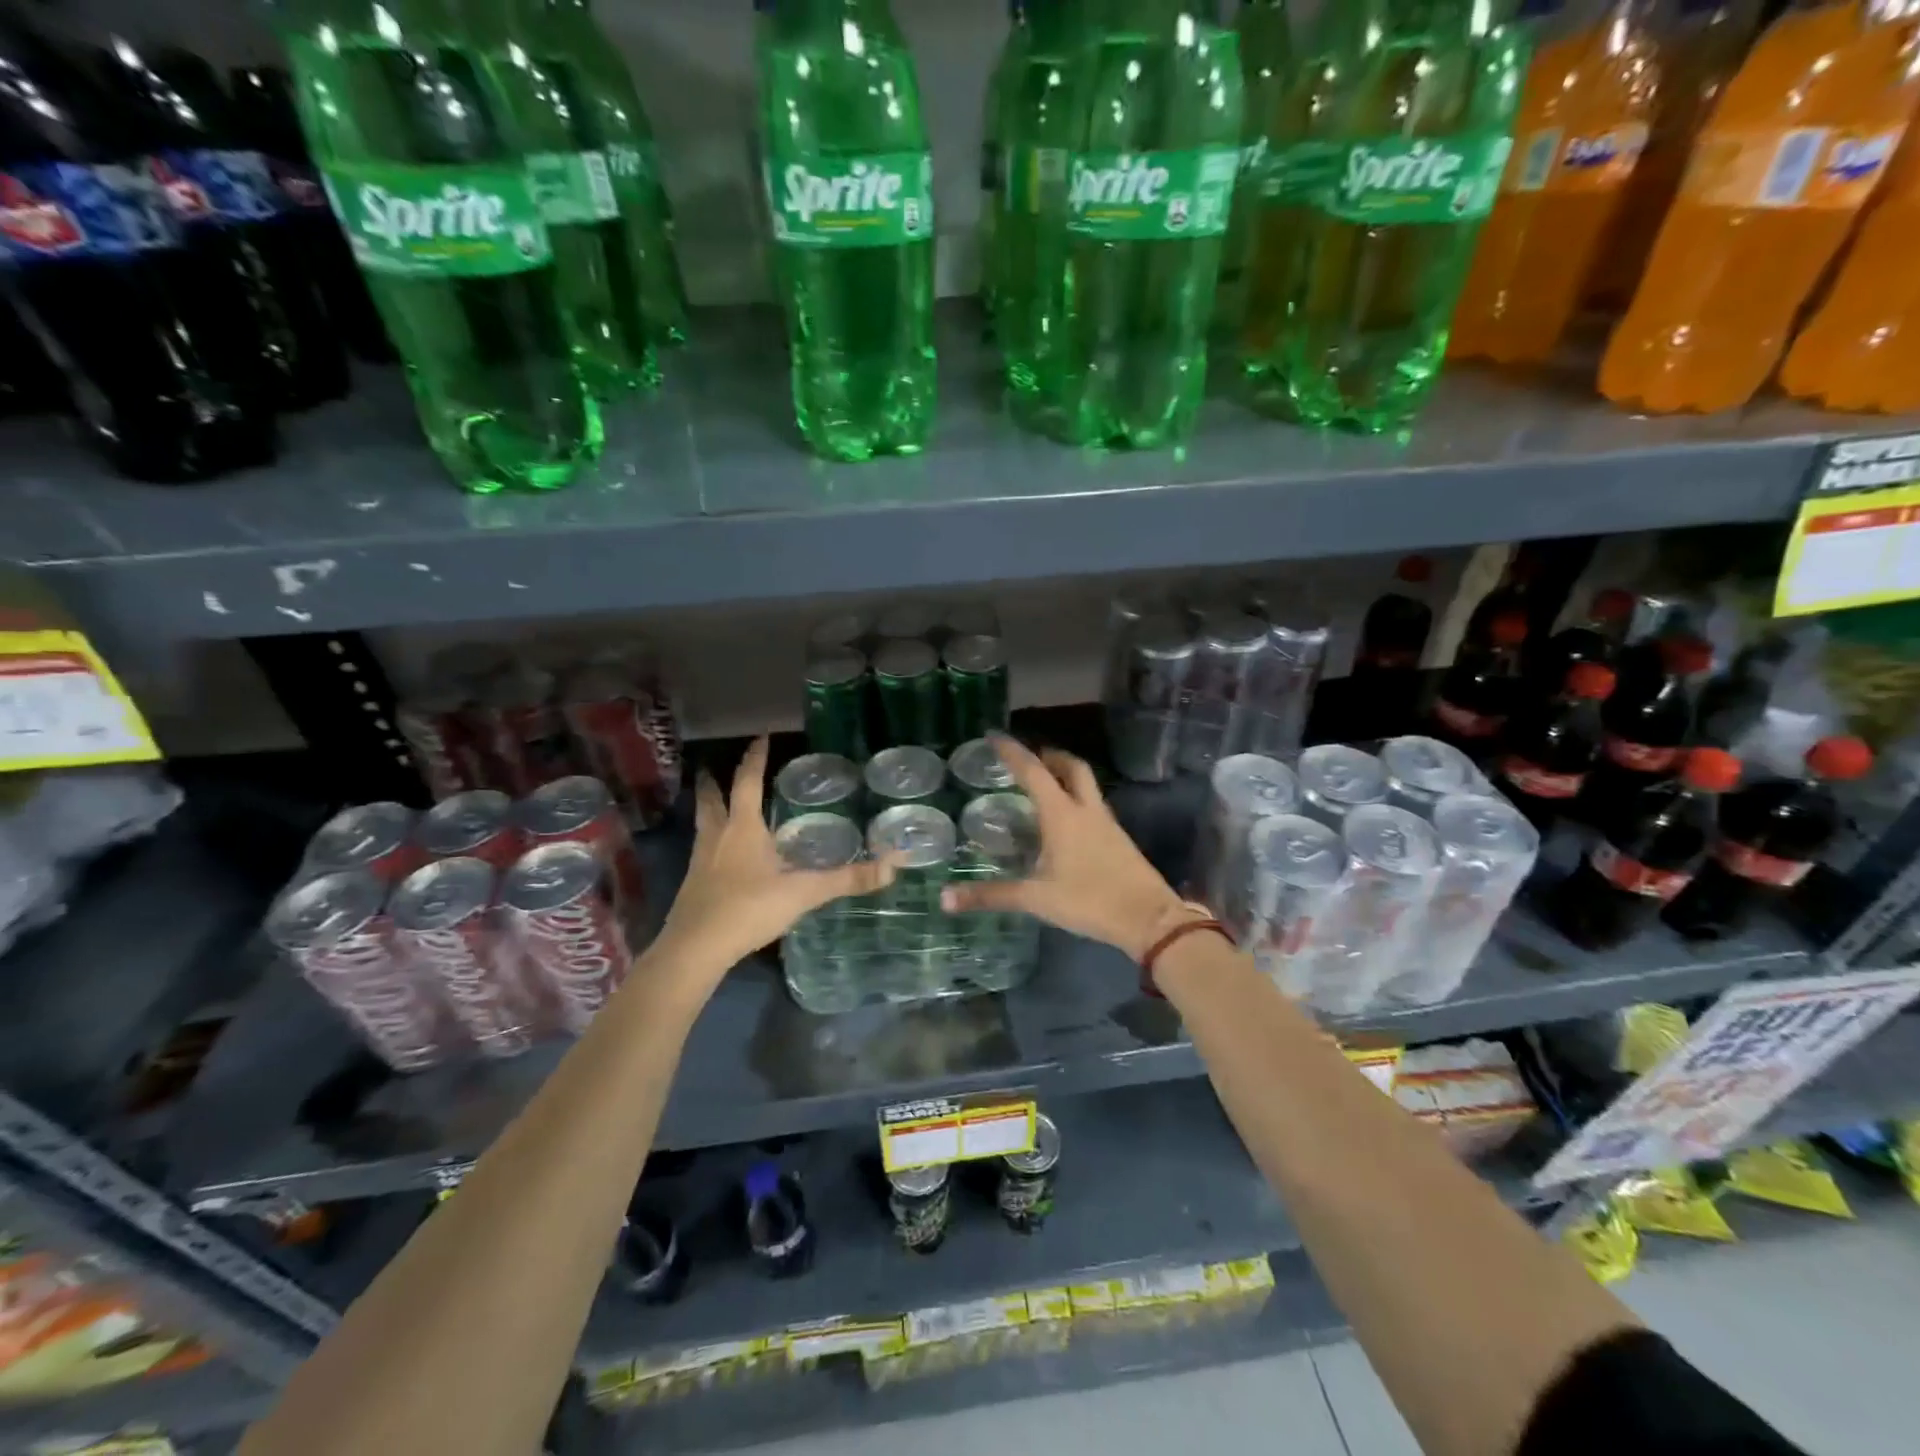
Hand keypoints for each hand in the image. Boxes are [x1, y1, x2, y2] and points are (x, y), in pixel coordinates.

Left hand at [652, 738, 894, 985]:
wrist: (695, 949)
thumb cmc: (748, 909)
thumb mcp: (803, 893)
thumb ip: (846, 879)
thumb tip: (892, 866)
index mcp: (743, 828)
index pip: (748, 782)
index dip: (755, 758)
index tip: (761, 737)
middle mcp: (718, 837)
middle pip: (712, 799)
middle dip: (714, 781)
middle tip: (714, 768)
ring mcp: (701, 861)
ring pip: (703, 824)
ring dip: (708, 808)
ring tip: (714, 802)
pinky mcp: (693, 885)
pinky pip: (702, 850)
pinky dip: (710, 841)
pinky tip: (720, 854)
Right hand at [940, 734, 1197, 960]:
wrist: (1149, 919)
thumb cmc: (1089, 901)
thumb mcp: (1036, 899)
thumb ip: (992, 895)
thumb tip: (945, 898)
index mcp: (1062, 814)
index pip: (1033, 771)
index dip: (1012, 752)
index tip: (994, 736)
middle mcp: (1086, 810)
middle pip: (1071, 767)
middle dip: (1049, 756)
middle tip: (1029, 759)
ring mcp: (1106, 823)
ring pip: (1086, 785)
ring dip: (1065, 776)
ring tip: (1044, 786)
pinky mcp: (1118, 839)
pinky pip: (1093, 806)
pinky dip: (1076, 800)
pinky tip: (1067, 822)